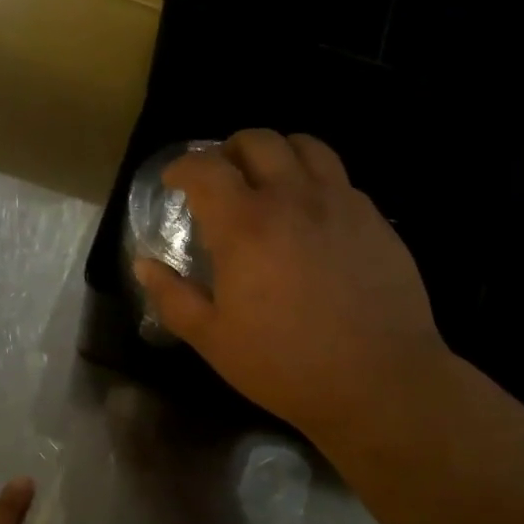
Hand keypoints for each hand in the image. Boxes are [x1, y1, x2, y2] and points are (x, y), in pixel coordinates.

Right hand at [135, 130, 447, 442]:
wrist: (378, 382)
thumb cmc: (285, 365)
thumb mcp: (213, 340)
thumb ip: (173, 297)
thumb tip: (144, 265)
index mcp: (245, 225)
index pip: (206, 169)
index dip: (183, 167)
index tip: (174, 181)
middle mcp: (293, 198)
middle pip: (258, 141)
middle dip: (229, 151)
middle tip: (222, 178)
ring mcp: (340, 203)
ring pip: (306, 146)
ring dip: (277, 154)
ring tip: (269, 182)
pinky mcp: (374, 218)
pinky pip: (339, 178)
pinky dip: (315, 181)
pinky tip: (311, 216)